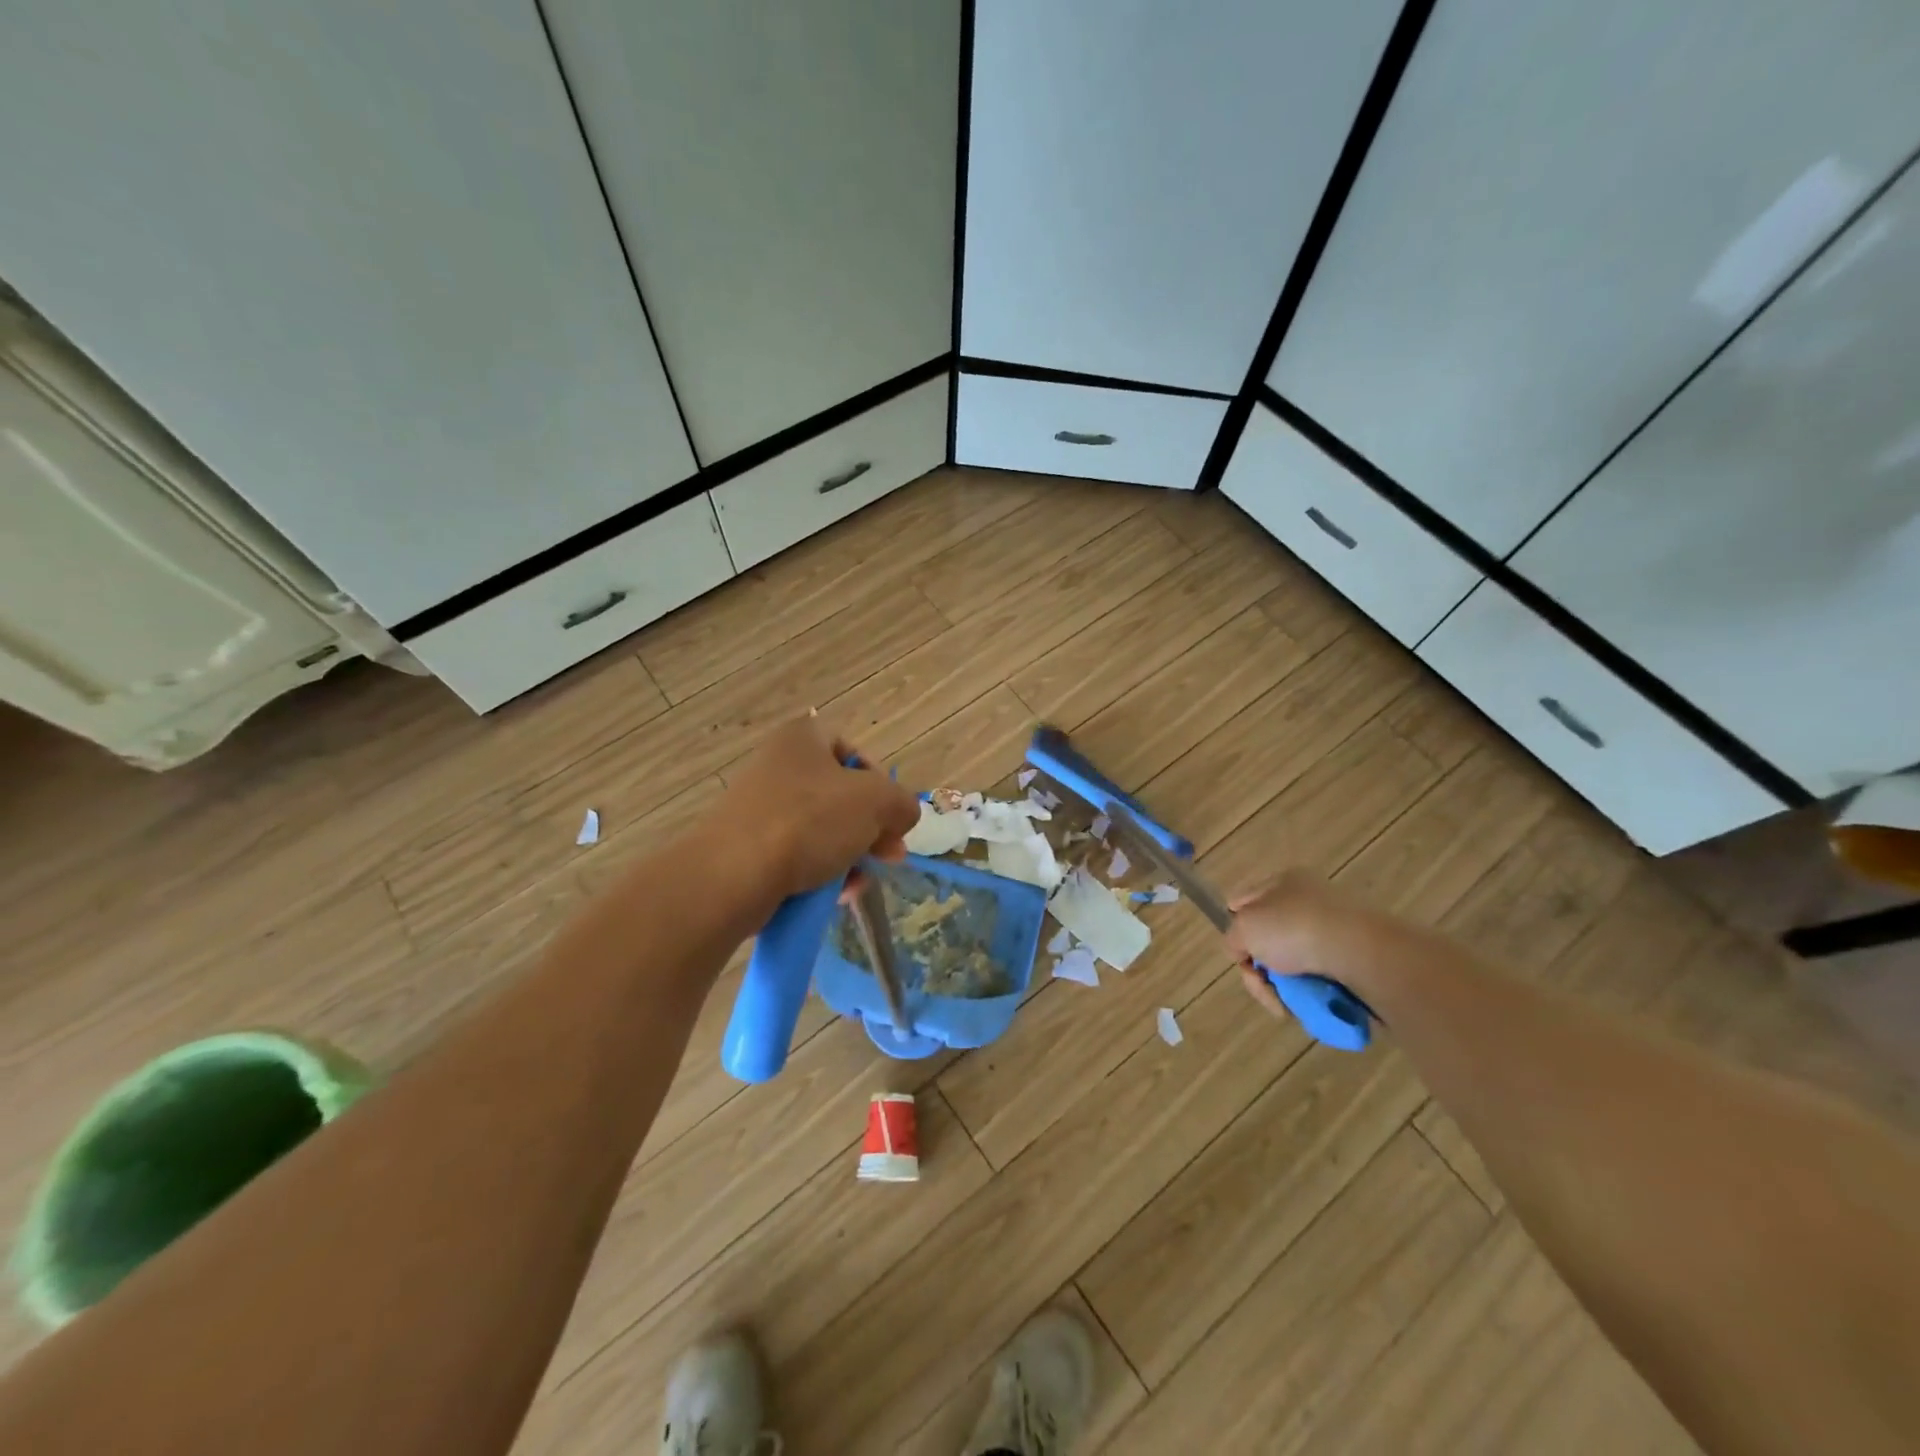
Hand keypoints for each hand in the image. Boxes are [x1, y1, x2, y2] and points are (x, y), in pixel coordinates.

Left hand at [705, 713, 920, 906]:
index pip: (853, 750)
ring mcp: (759, 808)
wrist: (733, 875)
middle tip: (890, 856)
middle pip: (840, 795)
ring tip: (858, 884)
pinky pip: (796, 855)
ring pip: (821, 830)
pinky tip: (834, 895)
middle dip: (870, 829)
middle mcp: (778, 766)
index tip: (891, 814)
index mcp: (803, 739)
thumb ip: (902, 803)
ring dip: (848, 856)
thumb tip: (902, 816)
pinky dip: (819, 873)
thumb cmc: (809, 821)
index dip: (879, 781)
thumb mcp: (876, 802)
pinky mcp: (748, 847)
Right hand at [1225, 869, 1371, 1017]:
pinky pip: (1321, 979)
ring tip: (1288, 1001)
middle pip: (1269, 938)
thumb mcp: (1244, 929)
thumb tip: (1242, 951)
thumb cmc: (1295, 929)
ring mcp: (1336, 930)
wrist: (1361, 954)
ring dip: (1285, 986)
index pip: (1244, 901)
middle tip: (1263, 984)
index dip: (1235, 926)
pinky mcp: (1356, 959)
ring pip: (1294, 964)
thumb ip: (1232, 938)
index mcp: (1283, 881)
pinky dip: (1312, 993)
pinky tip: (1311, 1002)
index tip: (1238, 954)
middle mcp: (1310, 900)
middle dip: (1261, 967)